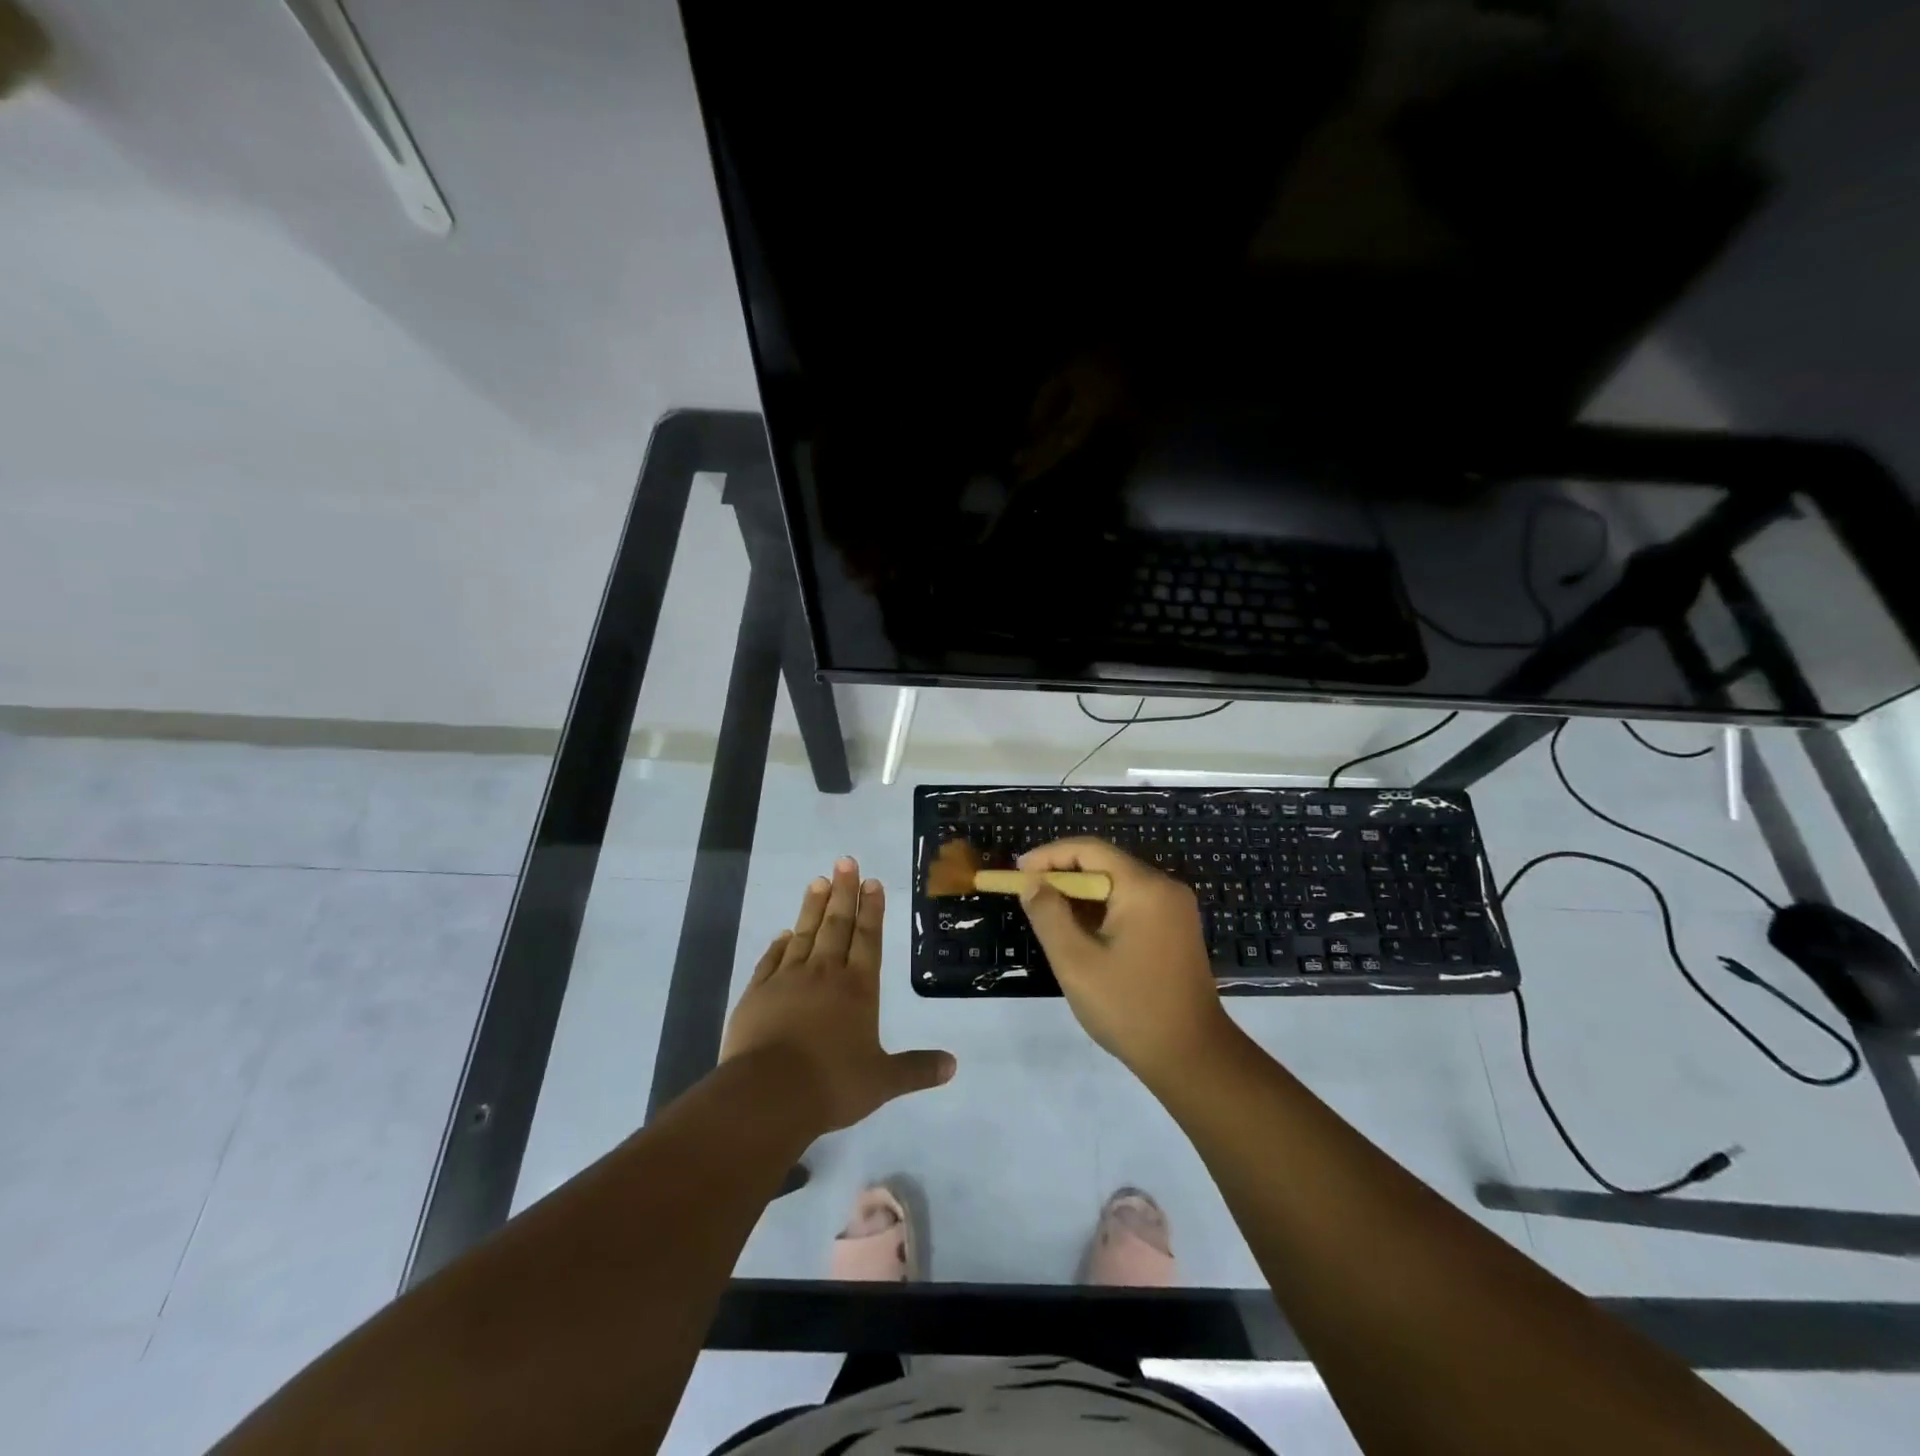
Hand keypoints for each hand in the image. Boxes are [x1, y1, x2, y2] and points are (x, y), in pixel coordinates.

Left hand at [721, 857, 955, 1133]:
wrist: (767, 1096)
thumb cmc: (832, 1085)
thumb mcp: (882, 1081)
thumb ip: (917, 1069)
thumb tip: (954, 1065)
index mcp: (857, 988)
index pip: (868, 938)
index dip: (872, 909)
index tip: (872, 881)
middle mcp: (824, 974)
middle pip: (837, 925)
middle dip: (844, 892)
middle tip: (845, 861)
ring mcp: (787, 980)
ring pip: (804, 934)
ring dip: (813, 907)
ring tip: (819, 880)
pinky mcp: (757, 993)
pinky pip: (771, 960)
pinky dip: (779, 944)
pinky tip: (784, 933)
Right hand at [1017, 838, 1234, 1085]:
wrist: (1192, 1057)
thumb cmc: (1129, 1008)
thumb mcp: (1076, 961)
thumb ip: (1048, 915)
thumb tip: (1031, 883)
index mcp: (1144, 888)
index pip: (1089, 850)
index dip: (1049, 856)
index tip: (1018, 873)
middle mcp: (1164, 887)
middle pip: (1105, 864)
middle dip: (1063, 875)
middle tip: (1027, 893)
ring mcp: (1174, 909)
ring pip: (1117, 885)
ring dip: (1081, 895)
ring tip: (1046, 913)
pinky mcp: (1175, 930)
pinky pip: (1132, 904)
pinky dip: (1101, 910)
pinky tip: (1079, 931)